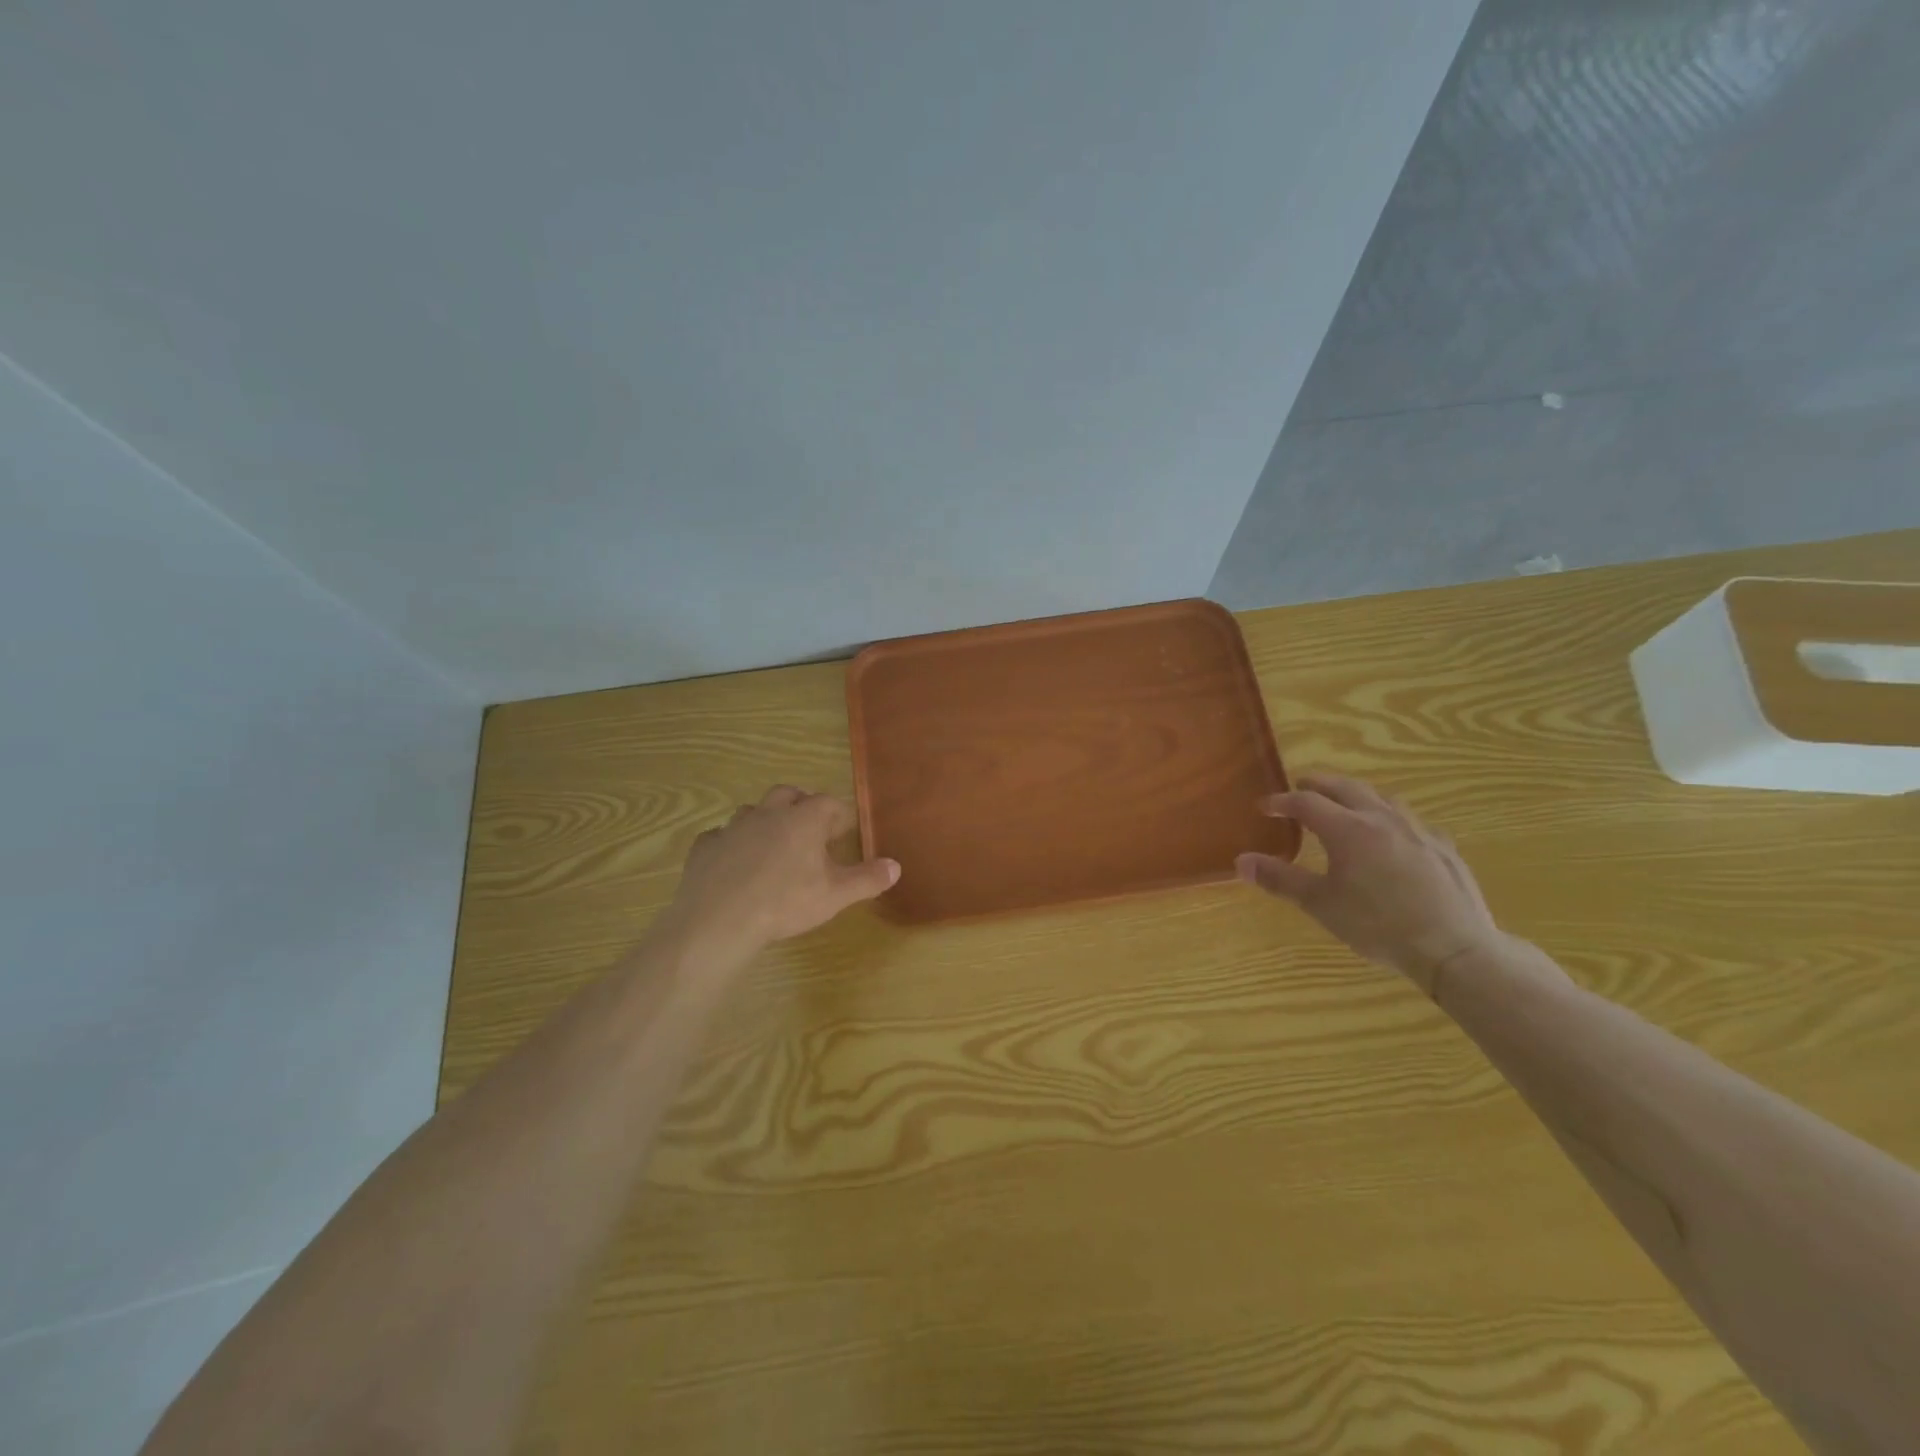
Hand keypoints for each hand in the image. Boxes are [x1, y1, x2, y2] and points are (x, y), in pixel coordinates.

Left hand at [661, 786, 898, 962]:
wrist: (719, 919)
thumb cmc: (785, 903)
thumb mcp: (835, 895)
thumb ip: (867, 879)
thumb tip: (896, 866)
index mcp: (803, 820)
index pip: (827, 803)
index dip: (837, 814)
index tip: (843, 831)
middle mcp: (768, 814)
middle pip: (787, 794)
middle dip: (800, 805)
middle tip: (808, 829)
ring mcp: (733, 827)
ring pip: (752, 811)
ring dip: (764, 821)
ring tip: (772, 845)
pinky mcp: (705, 846)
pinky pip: (720, 836)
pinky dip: (731, 844)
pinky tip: (734, 863)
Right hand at [1236, 773, 1502, 993]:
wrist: (1454, 948)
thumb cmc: (1378, 925)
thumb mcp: (1321, 904)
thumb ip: (1280, 879)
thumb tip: (1241, 861)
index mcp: (1347, 829)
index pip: (1306, 802)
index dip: (1281, 802)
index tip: (1265, 807)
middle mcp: (1381, 819)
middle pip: (1345, 787)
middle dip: (1318, 785)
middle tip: (1300, 789)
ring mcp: (1417, 830)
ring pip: (1381, 797)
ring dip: (1355, 794)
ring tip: (1344, 803)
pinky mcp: (1443, 847)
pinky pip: (1410, 820)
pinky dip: (1389, 817)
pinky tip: (1392, 835)